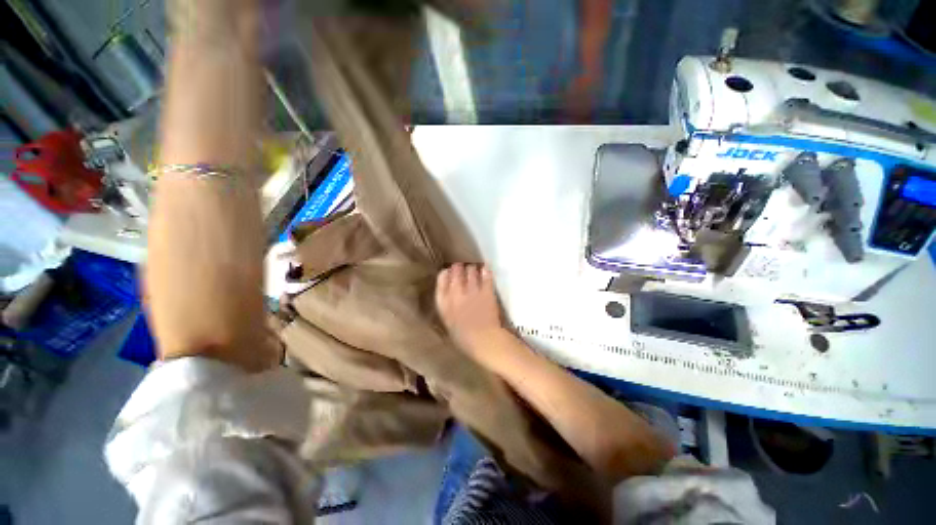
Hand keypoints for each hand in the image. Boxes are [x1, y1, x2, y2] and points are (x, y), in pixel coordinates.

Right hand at [435, 264, 504, 356]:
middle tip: (460, 266)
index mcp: (444, 304)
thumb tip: (450, 295)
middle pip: (456, 273)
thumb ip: (447, 307)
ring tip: (473, 268)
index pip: (441, 281)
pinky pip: (485, 276)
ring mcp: (472, 291)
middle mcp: (456, 294)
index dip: (445, 274)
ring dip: (471, 269)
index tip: (447, 271)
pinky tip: (485, 269)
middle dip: (458, 268)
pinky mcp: (486, 291)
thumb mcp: (448, 323)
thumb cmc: (464, 338)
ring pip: (470, 271)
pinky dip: (485, 271)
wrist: (484, 341)